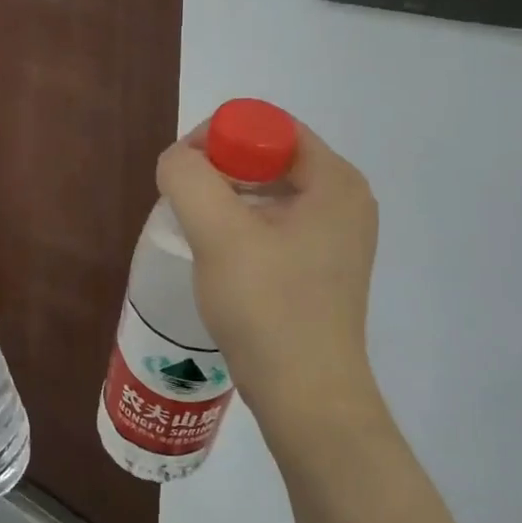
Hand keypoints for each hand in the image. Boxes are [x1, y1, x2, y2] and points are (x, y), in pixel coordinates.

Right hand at [155, 119, 383, 465]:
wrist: (305, 395)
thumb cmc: (266, 307)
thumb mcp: (218, 233)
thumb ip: (188, 178)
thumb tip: (176, 161)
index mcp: (335, 180)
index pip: (269, 126)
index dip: (218, 137)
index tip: (183, 174)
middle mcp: (345, 200)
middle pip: (269, 157)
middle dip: (218, 170)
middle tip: (183, 203)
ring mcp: (337, 236)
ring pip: (268, 192)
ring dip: (225, 200)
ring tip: (196, 231)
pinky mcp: (322, 266)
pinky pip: (275, 224)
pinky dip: (241, 226)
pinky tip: (218, 255)